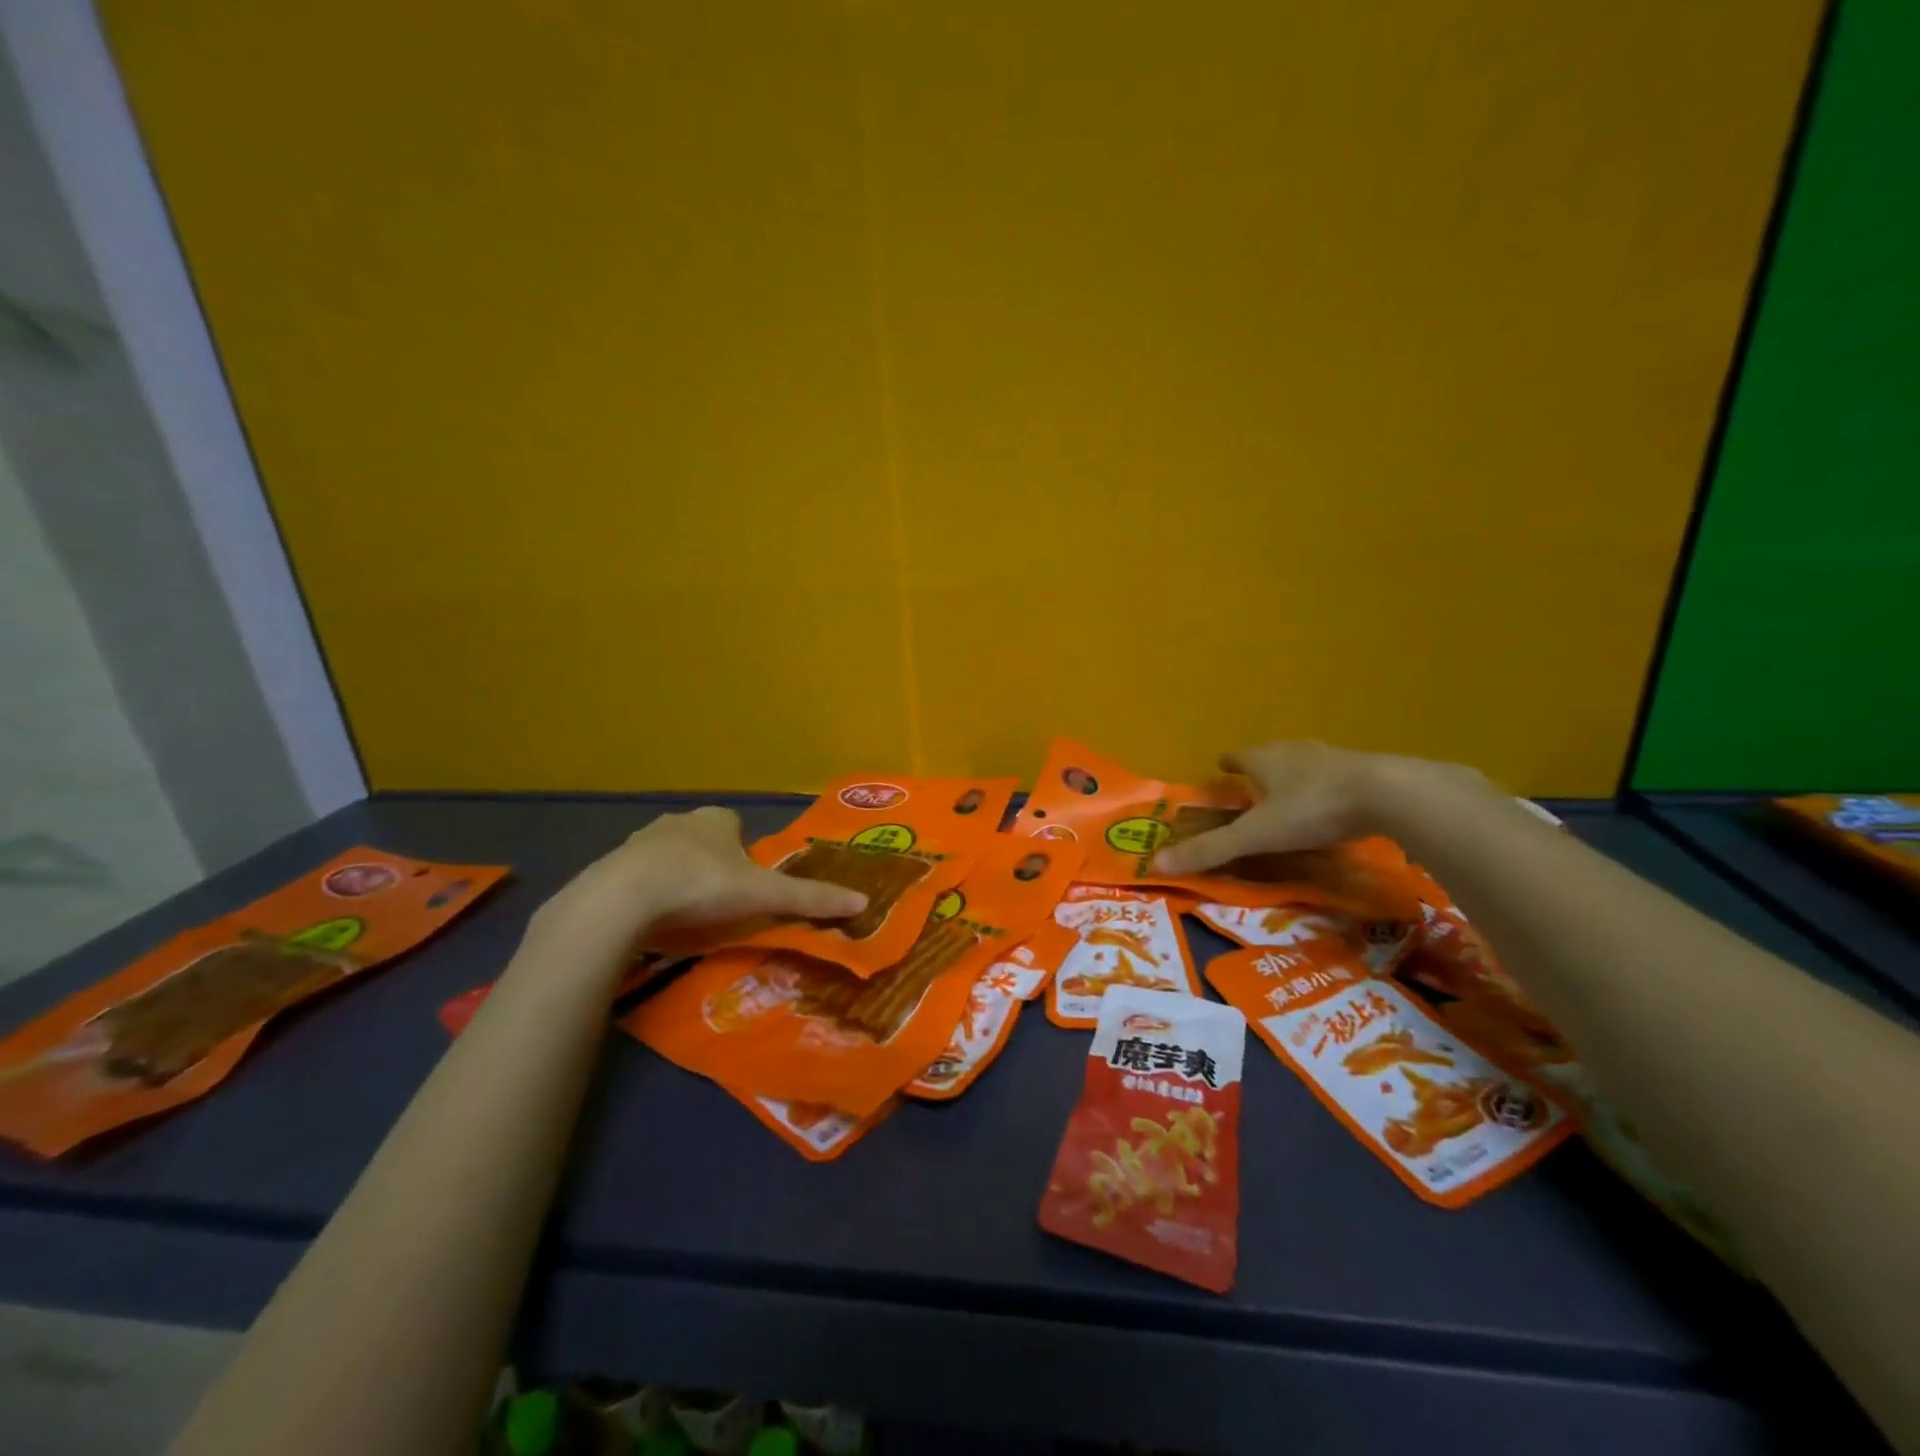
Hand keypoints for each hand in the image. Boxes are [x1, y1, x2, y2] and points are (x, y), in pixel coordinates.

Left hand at [530, 807, 865, 956]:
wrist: (624, 898)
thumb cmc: (702, 885)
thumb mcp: (763, 894)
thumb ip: (809, 898)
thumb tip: (862, 901)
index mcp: (716, 820)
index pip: (735, 826)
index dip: (744, 853)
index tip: (745, 884)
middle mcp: (679, 821)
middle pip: (703, 840)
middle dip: (711, 865)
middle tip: (719, 904)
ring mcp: (640, 842)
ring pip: (668, 857)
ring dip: (677, 878)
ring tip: (684, 917)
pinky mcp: (610, 867)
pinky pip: (636, 878)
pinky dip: (645, 895)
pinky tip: (650, 922)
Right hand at [1151, 742, 1394, 874]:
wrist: (1389, 794)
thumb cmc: (1313, 808)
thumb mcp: (1257, 835)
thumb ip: (1212, 849)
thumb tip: (1155, 863)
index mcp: (1266, 761)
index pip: (1239, 756)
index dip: (1229, 761)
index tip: (1221, 764)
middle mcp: (1296, 752)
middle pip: (1272, 753)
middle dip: (1261, 764)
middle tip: (1254, 779)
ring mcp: (1333, 758)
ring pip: (1306, 760)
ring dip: (1295, 771)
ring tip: (1291, 788)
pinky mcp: (1366, 771)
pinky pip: (1339, 774)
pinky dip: (1329, 783)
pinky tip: (1336, 800)